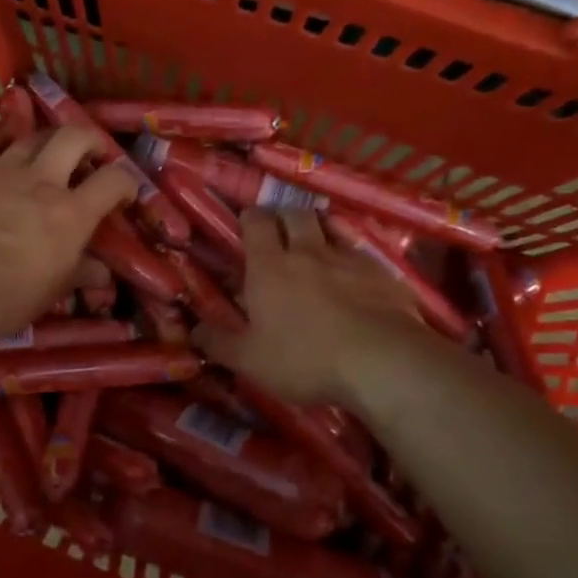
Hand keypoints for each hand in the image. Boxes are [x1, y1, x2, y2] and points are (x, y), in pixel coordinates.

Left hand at [0, 125, 137, 346]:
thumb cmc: (3, 300)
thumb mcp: (51, 292)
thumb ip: (80, 274)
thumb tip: (103, 274)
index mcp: (70, 213)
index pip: (114, 180)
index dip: (126, 181)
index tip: (124, 193)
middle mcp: (40, 180)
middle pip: (75, 137)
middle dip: (92, 140)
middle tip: (92, 155)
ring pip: (32, 135)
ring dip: (48, 139)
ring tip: (49, 153)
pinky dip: (2, 136)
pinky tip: (6, 141)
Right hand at [194, 210, 427, 405]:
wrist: (382, 363)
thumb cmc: (304, 359)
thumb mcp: (250, 360)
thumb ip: (218, 343)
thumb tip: (194, 330)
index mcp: (269, 267)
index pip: (257, 222)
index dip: (251, 218)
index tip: (247, 225)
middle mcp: (308, 251)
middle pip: (295, 213)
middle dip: (284, 216)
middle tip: (279, 233)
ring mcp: (349, 259)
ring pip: (330, 228)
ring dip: (319, 231)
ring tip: (315, 249)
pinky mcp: (383, 274)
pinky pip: (361, 254)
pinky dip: (351, 258)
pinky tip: (353, 279)